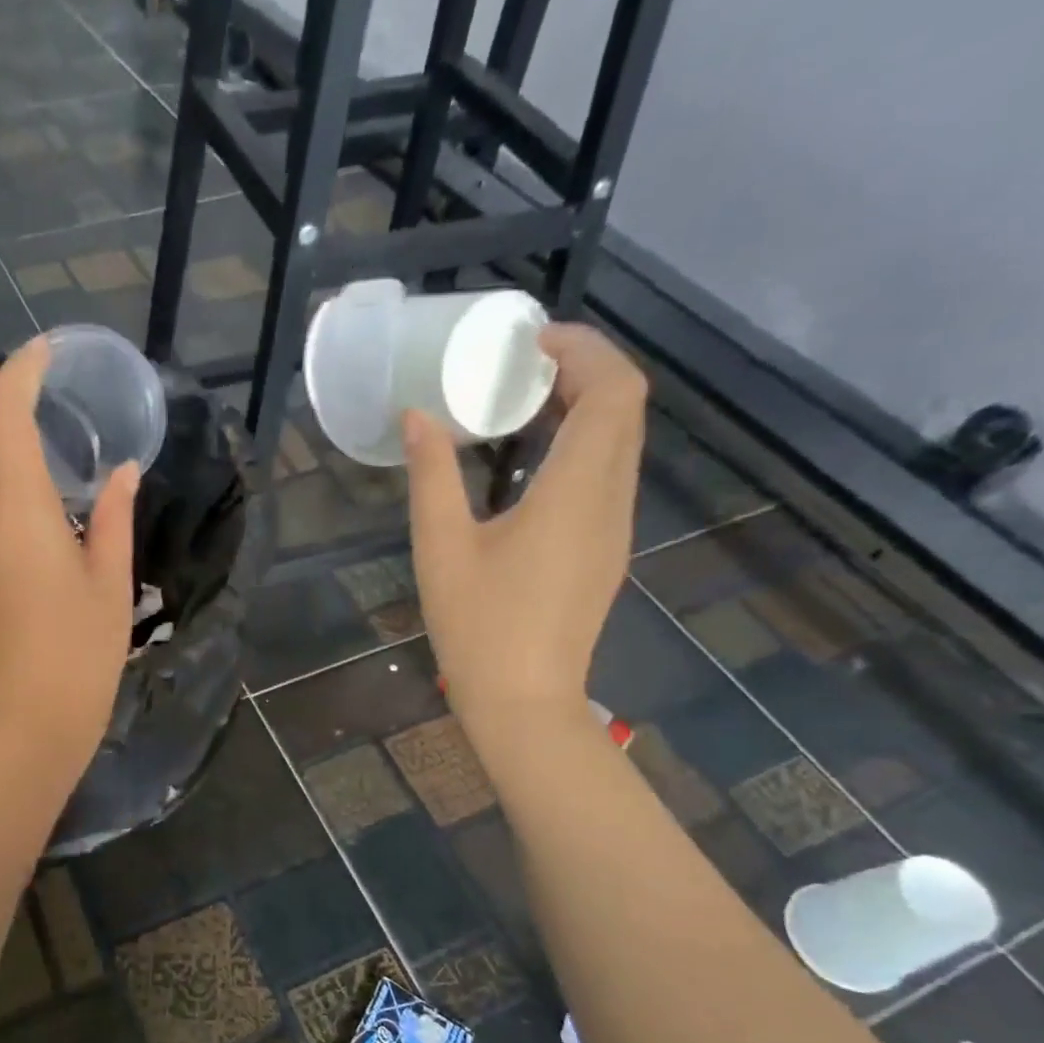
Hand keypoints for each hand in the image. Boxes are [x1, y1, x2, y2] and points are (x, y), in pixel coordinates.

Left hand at [0, 338, 138, 782]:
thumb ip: (116, 519)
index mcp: (18, 512)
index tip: (42, 350)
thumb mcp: (111, 585)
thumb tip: (124, 475)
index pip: (4, 414)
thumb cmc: (81, 656)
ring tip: (6, 428)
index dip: (20, 369)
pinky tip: (9, 499)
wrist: (23, 726)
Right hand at [404, 322, 647, 751]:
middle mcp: (611, 500)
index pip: (614, 392)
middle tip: (519, 366)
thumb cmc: (479, 625)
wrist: (523, 701)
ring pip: (620, 443)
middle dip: (583, 372)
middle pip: (625, 410)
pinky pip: (606, 476)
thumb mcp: (442, 547)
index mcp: (577, 491)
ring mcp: (614, 528)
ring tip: (519, 404)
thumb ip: (432, 475)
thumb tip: (418, 416)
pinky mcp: (604, 551)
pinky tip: (527, 463)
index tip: (531, 341)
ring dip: (582, 409)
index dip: (585, 350)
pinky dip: (579, 447)